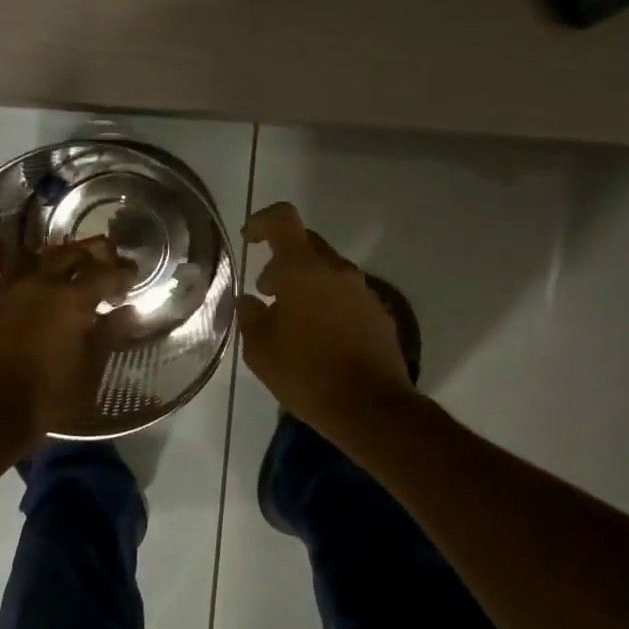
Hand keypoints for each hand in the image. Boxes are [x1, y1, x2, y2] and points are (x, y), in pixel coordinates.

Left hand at [0, 238, 136, 448]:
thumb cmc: (45, 399)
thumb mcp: (88, 374)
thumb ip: (108, 336)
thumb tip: (126, 311)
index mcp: (71, 300)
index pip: (105, 275)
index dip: (122, 273)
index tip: (132, 277)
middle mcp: (37, 283)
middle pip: (67, 255)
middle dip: (88, 258)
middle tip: (98, 267)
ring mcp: (2, 287)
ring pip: (28, 256)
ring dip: (47, 258)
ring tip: (54, 266)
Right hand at [237, 202, 414, 437]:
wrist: (372, 408)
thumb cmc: (307, 375)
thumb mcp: (261, 350)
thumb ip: (249, 317)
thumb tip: (249, 301)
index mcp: (304, 270)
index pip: (283, 220)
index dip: (262, 222)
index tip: (249, 239)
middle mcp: (338, 271)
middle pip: (307, 244)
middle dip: (282, 260)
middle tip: (266, 291)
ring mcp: (363, 291)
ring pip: (328, 271)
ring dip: (306, 284)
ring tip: (290, 321)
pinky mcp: (380, 314)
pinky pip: (346, 295)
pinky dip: (327, 304)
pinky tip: (318, 338)